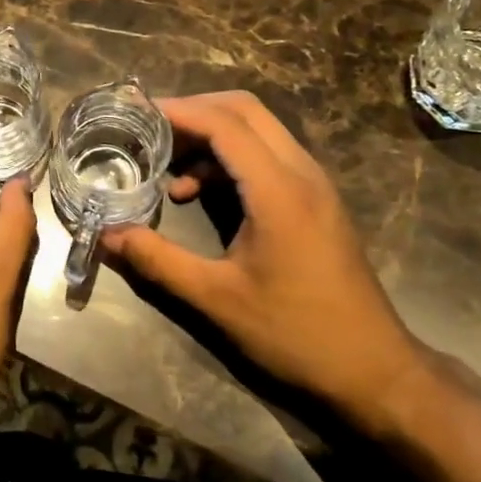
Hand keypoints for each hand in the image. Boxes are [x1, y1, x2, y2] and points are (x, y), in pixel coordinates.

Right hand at [101, 91, 427, 431]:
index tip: (135, 111)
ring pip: (258, 129)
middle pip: (244, 110)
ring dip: (211, 133)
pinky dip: (228, 158)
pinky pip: (267, 155)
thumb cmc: (296, 334)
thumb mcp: (217, 300)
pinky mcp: (315, 199)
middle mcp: (301, 172)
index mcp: (279, 189)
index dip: (178, 111)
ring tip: (166, 163)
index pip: (224, 123)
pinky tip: (198, 193)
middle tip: (149, 128)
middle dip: (193, 110)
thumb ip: (158, 260)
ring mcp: (313, 183)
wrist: (375, 372)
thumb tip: (105, 235)